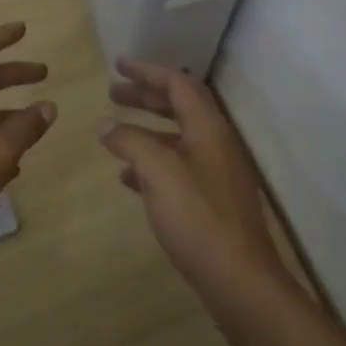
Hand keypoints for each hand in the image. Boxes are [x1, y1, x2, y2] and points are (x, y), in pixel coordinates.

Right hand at [101, 59, 292, 309]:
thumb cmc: (198, 218)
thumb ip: (130, 142)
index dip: (147, 71)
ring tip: (114, 132)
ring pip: (176, 137)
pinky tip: (128, 177)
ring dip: (146, 129)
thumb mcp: (157, 173)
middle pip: (179, 106)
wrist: (240, 281)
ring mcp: (216, 173)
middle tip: (112, 92)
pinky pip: (177, 166)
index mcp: (208, 128)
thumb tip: (105, 125)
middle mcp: (215, 143)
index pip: (177, 83)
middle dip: (145, 96)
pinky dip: (152, 161)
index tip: (118, 64)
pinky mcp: (211, 201)